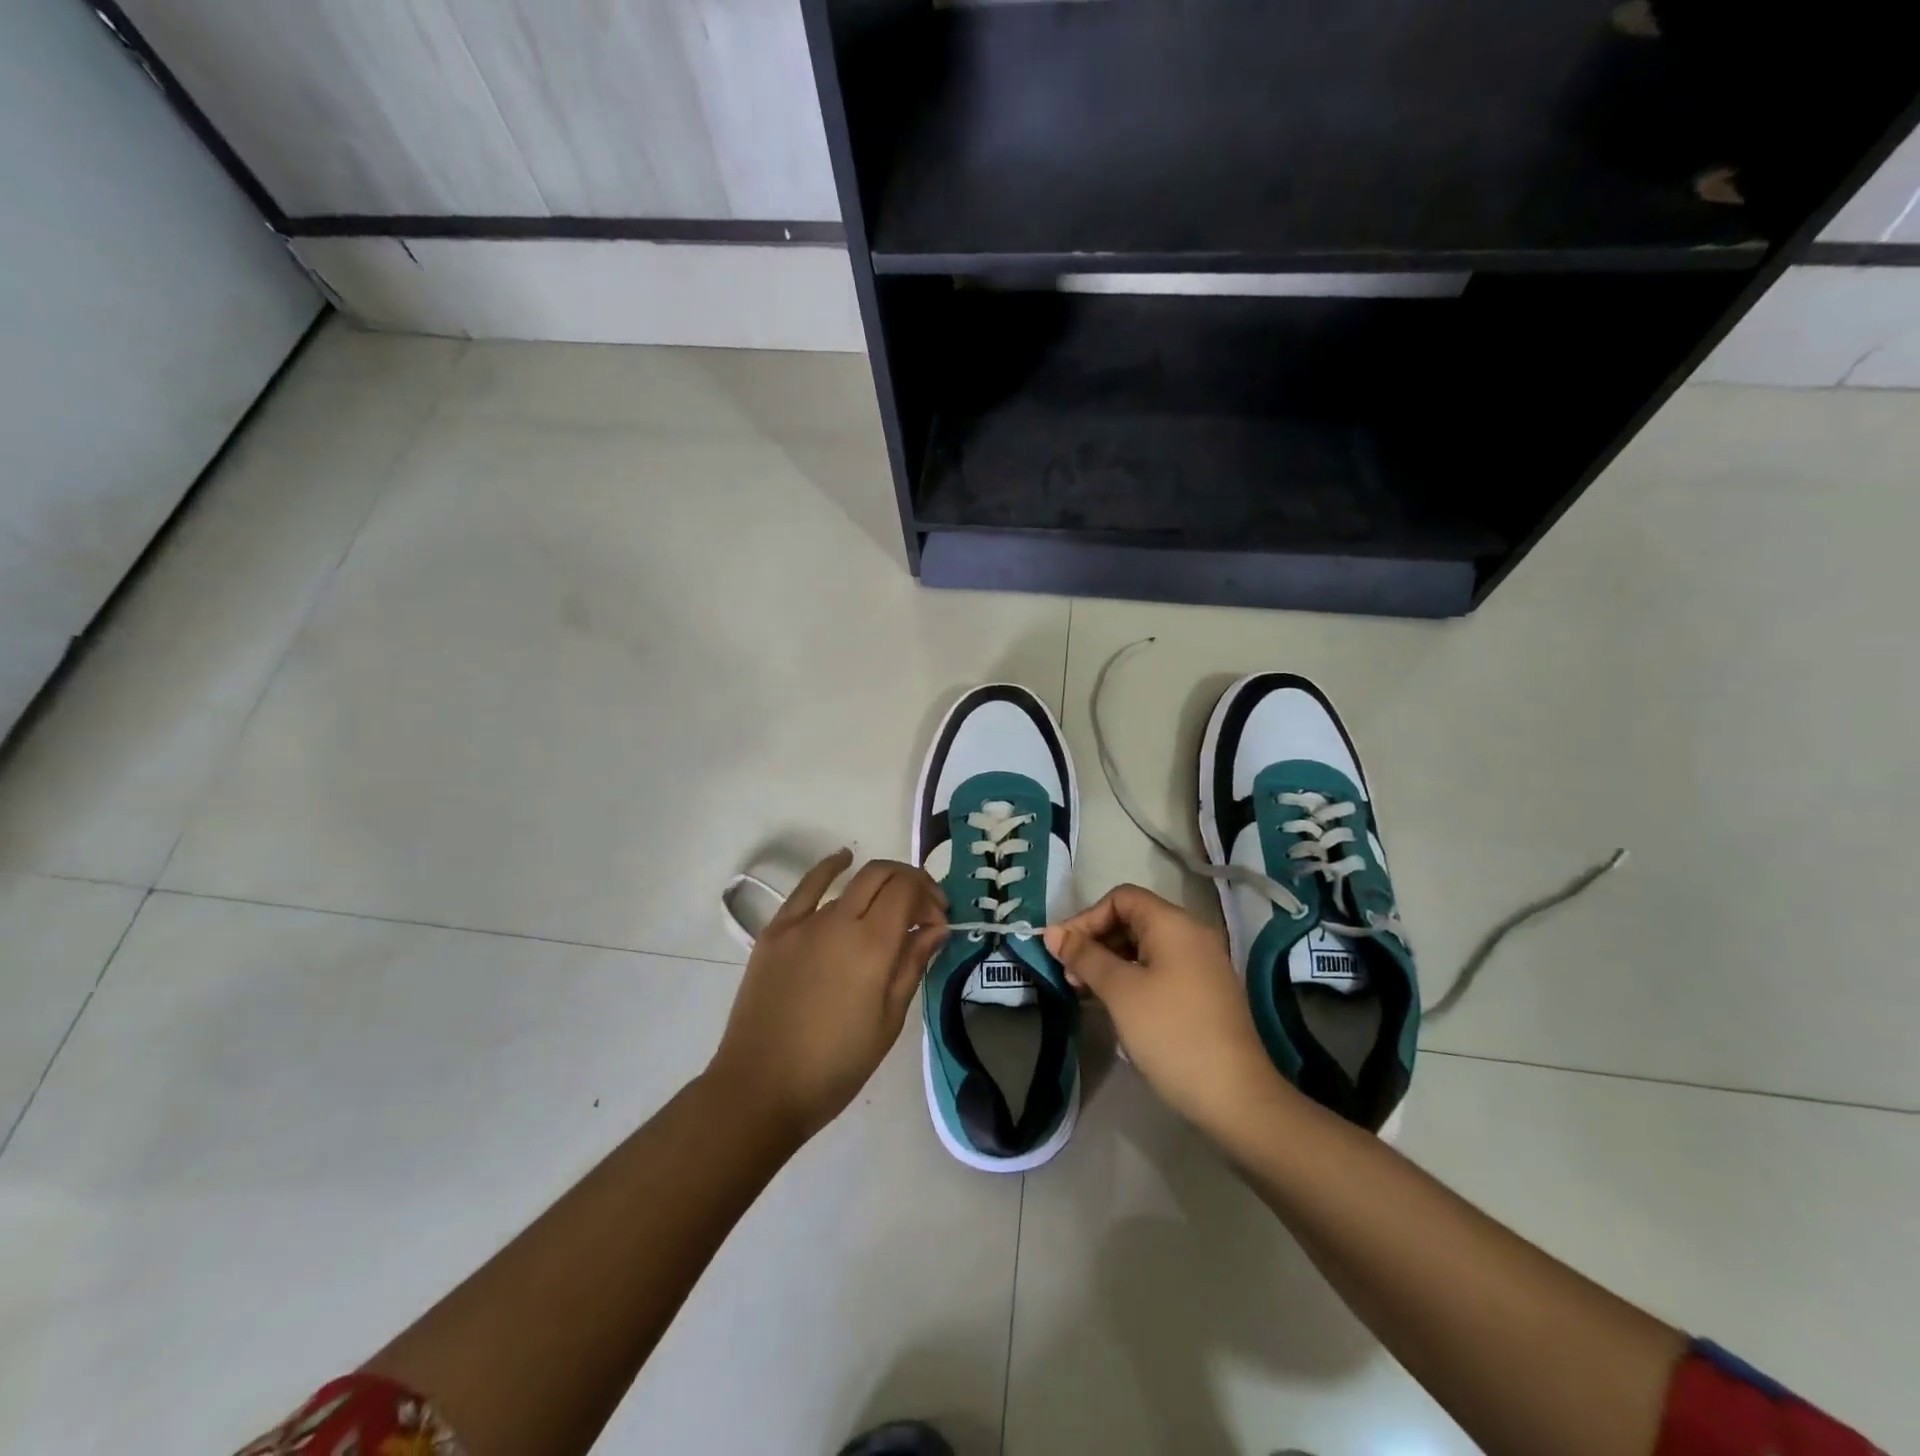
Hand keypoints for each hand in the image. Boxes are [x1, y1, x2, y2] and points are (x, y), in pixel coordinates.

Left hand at [708, 850, 947, 1142]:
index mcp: (871, 946)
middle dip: (910, 881)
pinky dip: (829, 868)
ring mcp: (803, 922)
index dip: (929, 896)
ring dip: (879, 883)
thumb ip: (912, 964)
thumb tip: (936, 927)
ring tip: (890, 900)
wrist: (761, 1088)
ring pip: (850, 881)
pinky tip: (843, 858)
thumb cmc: (835, 1065)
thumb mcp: (889, 1020)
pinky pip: (806, 887)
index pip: (907, 891)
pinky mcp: (776, 930)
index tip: (939, 920)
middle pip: (882, 875)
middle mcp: (838, 921)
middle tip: (923, 908)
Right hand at [1044, 885, 1287, 1131]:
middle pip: (1133, 920)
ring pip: (1144, 947)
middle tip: (1069, 975)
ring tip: (1085, 992)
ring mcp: (1202, 964)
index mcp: (1173, 923)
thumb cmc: (1170, 1032)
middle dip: (1095, 941)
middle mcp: (1191, 934)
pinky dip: (1132, 978)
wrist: (1234, 1096)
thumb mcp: (1119, 991)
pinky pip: (1160, 969)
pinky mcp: (1205, 992)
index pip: (1121, 898)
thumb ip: (1084, 956)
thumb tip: (1052, 933)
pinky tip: (1114, 1005)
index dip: (1087, 918)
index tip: (1063, 951)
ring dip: (1110, 962)